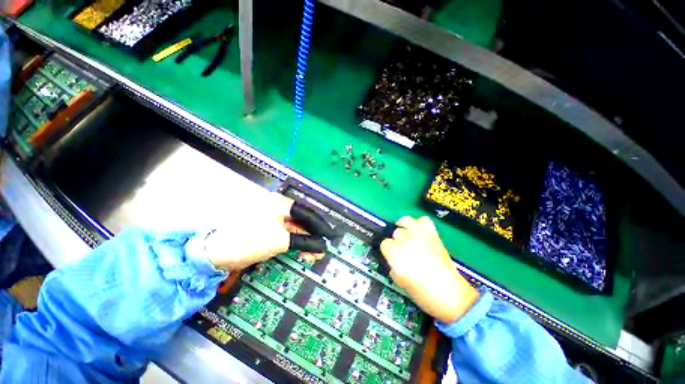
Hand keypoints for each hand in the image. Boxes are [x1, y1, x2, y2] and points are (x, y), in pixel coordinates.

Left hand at [204, 193, 323, 270]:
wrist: (215, 252)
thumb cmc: (249, 240)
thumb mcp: (280, 240)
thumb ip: (304, 242)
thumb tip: (322, 247)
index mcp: (281, 204)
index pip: (308, 214)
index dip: (321, 226)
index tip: (331, 236)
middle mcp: (278, 207)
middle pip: (302, 220)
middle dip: (314, 235)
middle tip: (323, 248)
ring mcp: (271, 217)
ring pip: (295, 228)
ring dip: (305, 240)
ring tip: (314, 254)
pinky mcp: (266, 228)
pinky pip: (286, 233)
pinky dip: (295, 242)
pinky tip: (302, 251)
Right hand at [380, 216, 479, 322]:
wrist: (450, 295)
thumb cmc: (422, 293)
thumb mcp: (400, 281)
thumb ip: (393, 266)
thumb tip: (393, 260)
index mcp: (395, 253)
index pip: (384, 243)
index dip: (388, 250)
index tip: (392, 255)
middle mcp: (405, 240)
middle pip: (395, 232)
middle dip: (397, 241)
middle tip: (404, 250)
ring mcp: (419, 235)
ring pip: (405, 220)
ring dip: (405, 226)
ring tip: (408, 234)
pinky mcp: (432, 233)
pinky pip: (422, 220)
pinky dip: (420, 224)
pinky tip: (420, 232)